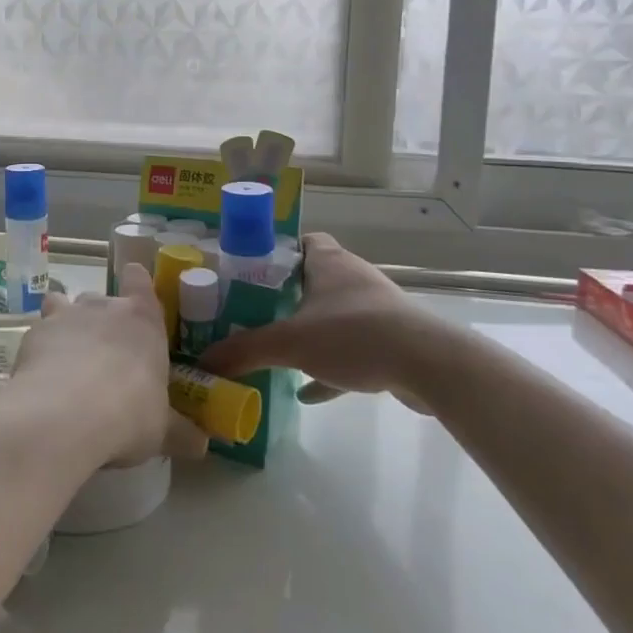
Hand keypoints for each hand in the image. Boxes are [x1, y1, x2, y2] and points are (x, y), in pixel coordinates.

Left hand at [0, 263, 208, 467]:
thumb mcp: (161, 430)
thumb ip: (179, 432)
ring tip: (67, 358)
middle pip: (101, 299)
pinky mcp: (33, 334)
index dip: (136, 283)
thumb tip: (202, 445)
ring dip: (65, 324)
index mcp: (142, 320)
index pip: (139, 280)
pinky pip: (38, 332)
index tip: (135, 296)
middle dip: (101, 320)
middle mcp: (102, 307)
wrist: (64, 414)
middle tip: (105, 355)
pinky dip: (40, 348)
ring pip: (62, 304)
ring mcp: (64, 316)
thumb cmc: (128, 414)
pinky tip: (41, 376)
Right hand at [198, 233, 434, 407]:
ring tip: (278, 349)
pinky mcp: (391, 341)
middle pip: (313, 279)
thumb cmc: (354, 335)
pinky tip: (307, 391)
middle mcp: (353, 278)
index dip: (277, 252)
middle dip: (286, 295)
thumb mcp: (289, 342)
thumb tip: (203, 360)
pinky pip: (351, 349)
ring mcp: (376, 310)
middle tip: (253, 312)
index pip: (302, 241)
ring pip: (333, 315)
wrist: (429, 366)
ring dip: (309, 330)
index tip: (251, 271)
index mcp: (329, 262)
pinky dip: (329, 366)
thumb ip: (244, 350)